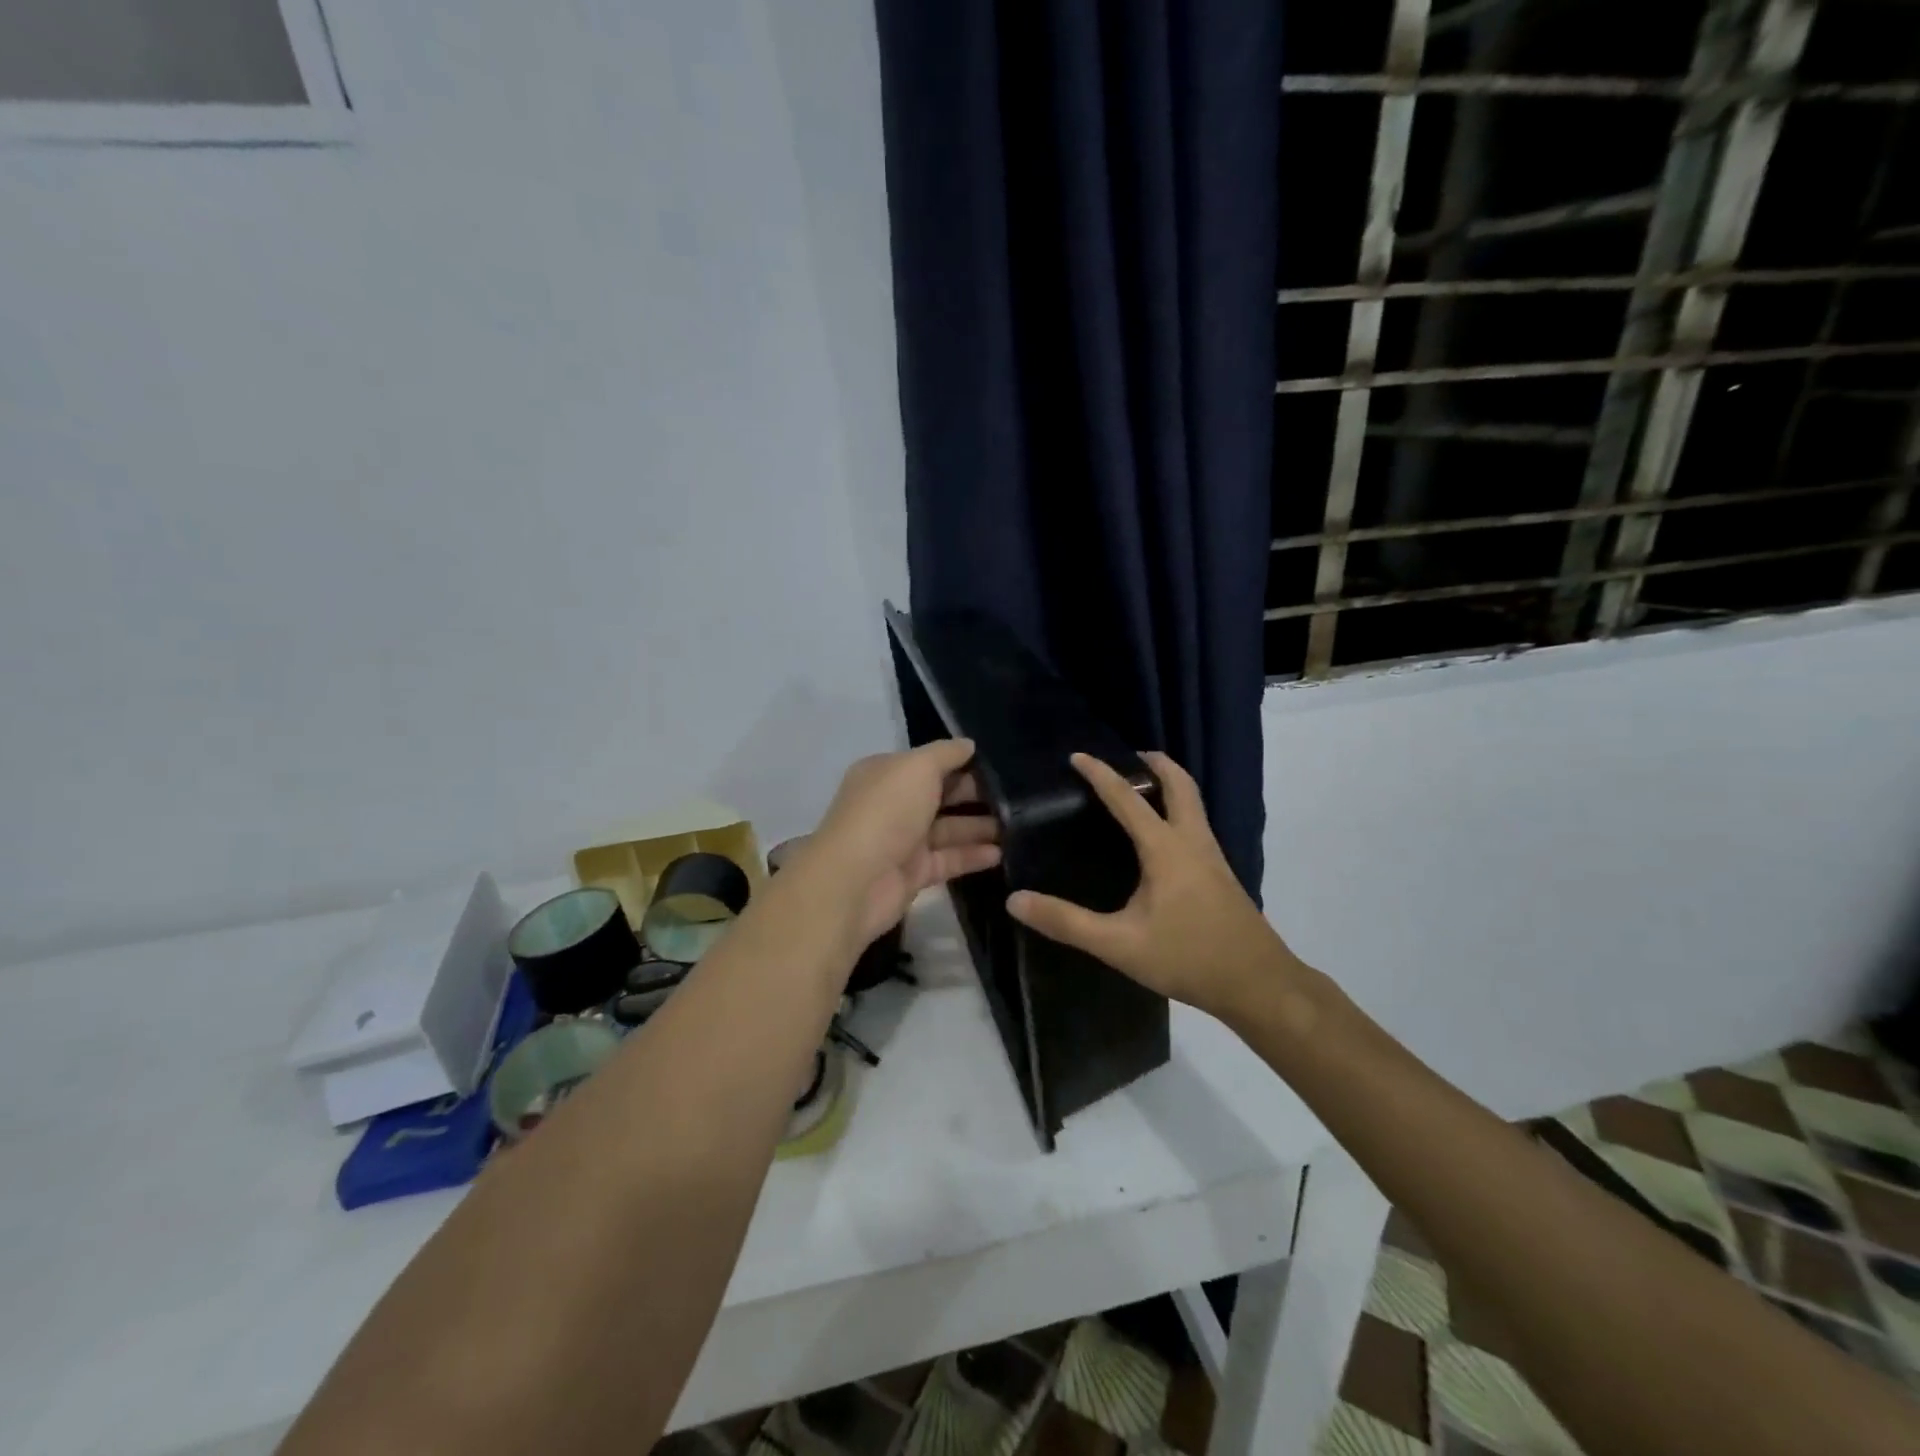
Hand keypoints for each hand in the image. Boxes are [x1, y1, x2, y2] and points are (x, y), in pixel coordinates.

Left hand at [803, 739, 1001, 946]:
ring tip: (1019, 826)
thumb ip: (946, 754)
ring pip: (948, 829)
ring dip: (980, 827)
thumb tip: (969, 745)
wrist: (854, 881)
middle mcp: (894, 804)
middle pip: (941, 795)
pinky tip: (1001, 853)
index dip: (962, 761)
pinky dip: (973, 855)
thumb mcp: (917, 768)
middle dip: (976, 795)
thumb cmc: (885, 812)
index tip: (1000, 764)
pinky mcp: (914, 873)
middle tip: (1018, 796)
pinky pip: (949, 859)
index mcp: (887, 774)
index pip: (929, 763)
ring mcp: (903, 841)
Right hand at [1005, 751, 1305, 1020]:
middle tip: (1126, 757)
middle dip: (1153, 763)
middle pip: (1179, 784)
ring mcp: (1212, 856)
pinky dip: (1177, 809)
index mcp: (1165, 848)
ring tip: (1140, 788)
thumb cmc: (1187, 957)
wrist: (1259, 984)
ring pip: (1193, 802)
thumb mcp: (1118, 944)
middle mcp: (1192, 841)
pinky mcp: (1221, 874)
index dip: (1101, 773)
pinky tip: (1161, 837)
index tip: (1077, 755)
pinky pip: (1197, 823)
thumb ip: (1066, 922)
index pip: (1127, 798)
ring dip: (1169, 784)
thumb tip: (1015, 900)